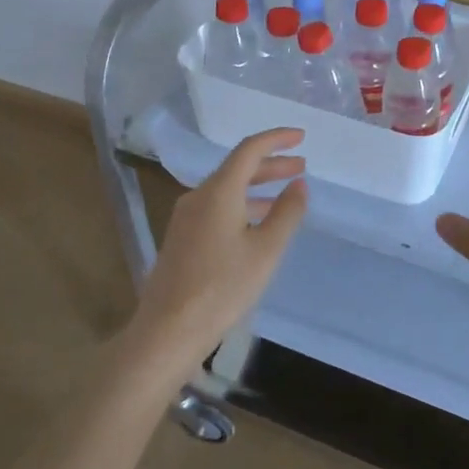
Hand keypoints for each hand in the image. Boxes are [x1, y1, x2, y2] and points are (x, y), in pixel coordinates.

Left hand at [128, 128, 308, 376]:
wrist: (167, 331)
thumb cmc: (222, 287)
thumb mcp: (266, 250)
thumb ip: (287, 212)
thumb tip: (299, 183)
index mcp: (219, 191)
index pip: (249, 149)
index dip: (277, 139)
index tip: (301, 137)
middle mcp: (199, 195)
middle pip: (237, 168)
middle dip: (271, 164)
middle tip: (301, 167)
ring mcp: (186, 217)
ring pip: (227, 189)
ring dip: (257, 186)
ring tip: (286, 193)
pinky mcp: (182, 237)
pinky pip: (217, 207)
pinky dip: (242, 204)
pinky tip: (257, 223)